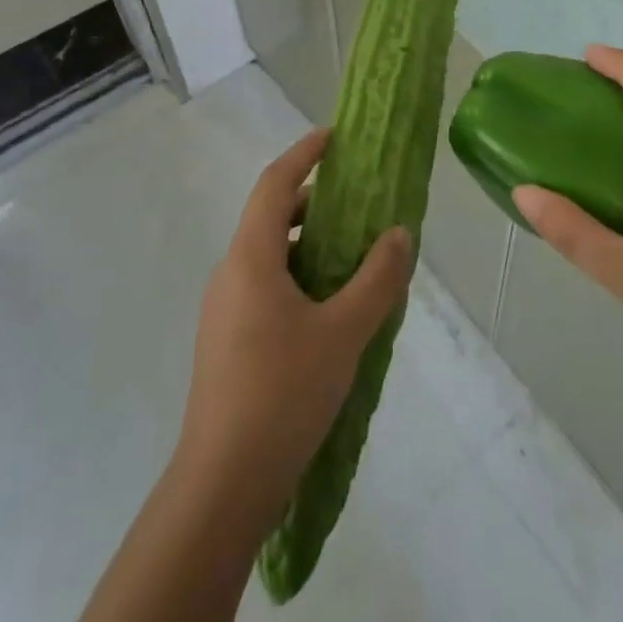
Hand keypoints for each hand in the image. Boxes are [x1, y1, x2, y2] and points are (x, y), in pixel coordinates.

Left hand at [173, 130, 413, 527]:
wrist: (223, 484)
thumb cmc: (283, 394)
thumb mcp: (344, 333)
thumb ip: (377, 279)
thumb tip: (399, 234)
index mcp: (251, 258)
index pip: (274, 184)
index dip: (304, 153)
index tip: (335, 137)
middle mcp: (231, 273)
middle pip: (271, 216)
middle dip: (313, 202)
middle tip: (359, 203)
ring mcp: (224, 309)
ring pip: (269, 255)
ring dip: (308, 243)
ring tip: (354, 257)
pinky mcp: (227, 340)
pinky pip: (265, 286)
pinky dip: (298, 277)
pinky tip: (330, 309)